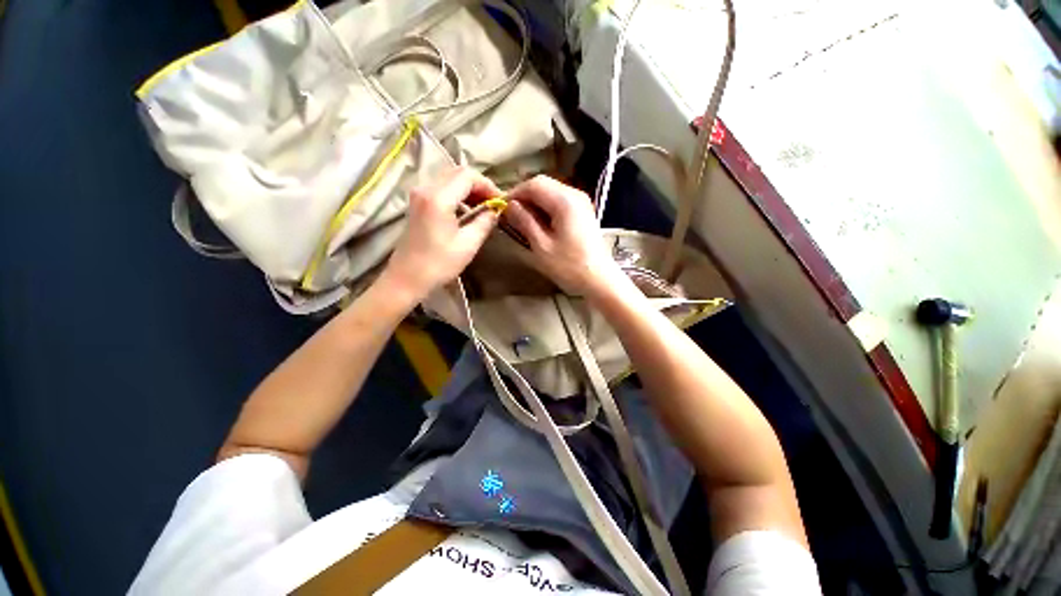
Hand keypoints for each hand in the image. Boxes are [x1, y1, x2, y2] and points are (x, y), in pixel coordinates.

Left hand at [380, 167, 499, 303]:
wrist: (406, 278)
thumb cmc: (438, 264)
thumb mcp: (468, 244)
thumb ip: (484, 222)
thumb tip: (495, 211)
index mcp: (438, 198)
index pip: (468, 176)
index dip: (488, 185)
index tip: (500, 202)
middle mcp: (426, 189)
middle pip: (458, 172)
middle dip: (479, 185)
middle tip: (493, 203)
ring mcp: (418, 194)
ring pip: (449, 178)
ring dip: (468, 188)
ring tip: (483, 207)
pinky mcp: (417, 202)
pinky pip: (441, 187)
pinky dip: (457, 193)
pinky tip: (466, 210)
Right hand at [503, 175, 623, 297]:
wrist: (599, 279)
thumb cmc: (569, 266)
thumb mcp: (541, 246)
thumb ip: (524, 221)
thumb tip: (509, 206)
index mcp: (565, 201)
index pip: (534, 184)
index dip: (515, 193)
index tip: (501, 207)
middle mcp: (575, 194)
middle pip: (543, 184)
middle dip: (524, 197)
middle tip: (510, 214)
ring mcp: (581, 202)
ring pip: (551, 192)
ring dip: (534, 202)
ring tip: (521, 220)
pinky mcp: (583, 212)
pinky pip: (559, 201)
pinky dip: (545, 208)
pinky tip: (538, 223)